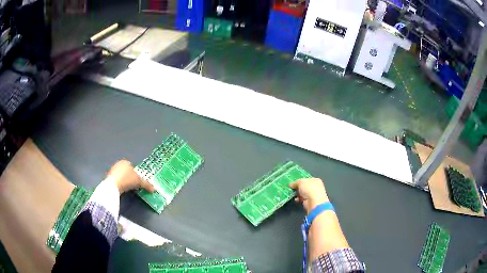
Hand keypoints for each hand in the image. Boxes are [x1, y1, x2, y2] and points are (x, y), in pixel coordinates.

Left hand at [107, 159, 153, 194]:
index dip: (136, 175)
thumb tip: (153, 189)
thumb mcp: (139, 182)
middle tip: (134, 185)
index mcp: (126, 162)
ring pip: (121, 176)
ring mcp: (113, 170)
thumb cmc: (127, 179)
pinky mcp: (108, 177)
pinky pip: (117, 180)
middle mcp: (118, 163)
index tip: (138, 182)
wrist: (113, 185)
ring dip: (125, 181)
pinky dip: (120, 184)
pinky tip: (122, 189)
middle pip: (127, 171)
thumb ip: (146, 184)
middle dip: (130, 178)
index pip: (133, 168)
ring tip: (128, 188)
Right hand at [289, 178, 328, 213]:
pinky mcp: (310, 202)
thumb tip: (291, 184)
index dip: (300, 180)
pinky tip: (296, 199)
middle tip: (291, 188)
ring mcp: (313, 195)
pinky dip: (299, 199)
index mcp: (316, 180)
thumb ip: (295, 182)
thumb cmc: (310, 189)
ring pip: (303, 193)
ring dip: (298, 194)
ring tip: (292, 193)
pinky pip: (303, 199)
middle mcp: (316, 187)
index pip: (307, 179)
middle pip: (305, 186)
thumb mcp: (301, 182)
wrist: (314, 202)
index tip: (293, 182)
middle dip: (298, 187)